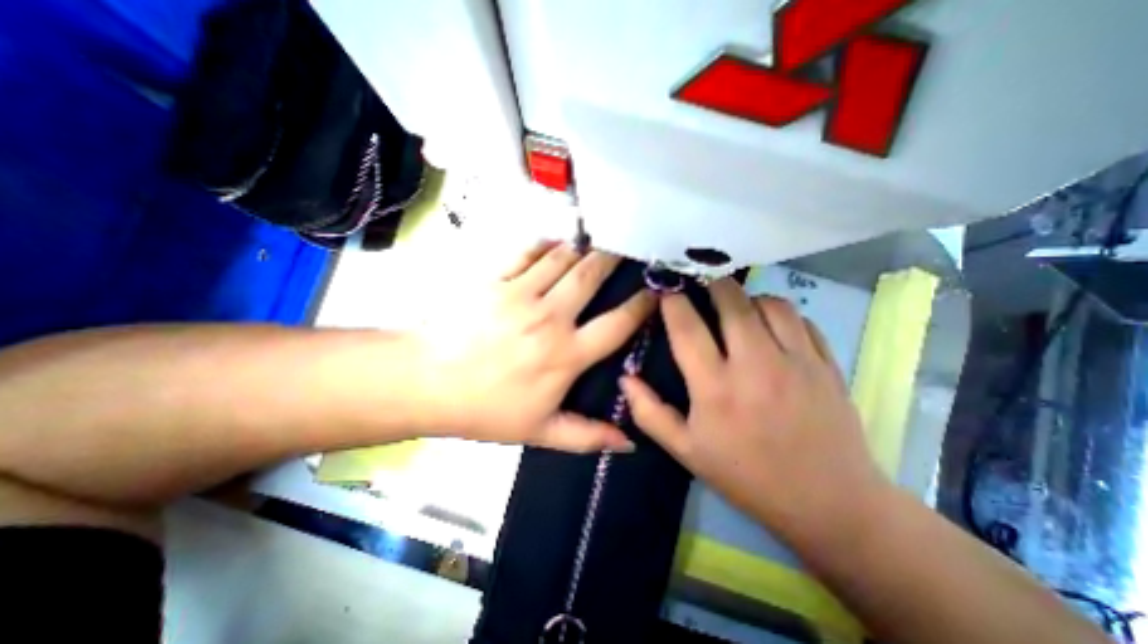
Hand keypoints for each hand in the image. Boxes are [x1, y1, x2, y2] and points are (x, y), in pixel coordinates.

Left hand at [422, 242, 653, 451]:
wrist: (425, 382)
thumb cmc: (484, 409)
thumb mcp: (539, 432)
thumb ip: (587, 436)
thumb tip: (629, 442)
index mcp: (566, 354)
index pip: (617, 323)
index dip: (641, 305)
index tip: (654, 292)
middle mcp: (550, 317)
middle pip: (592, 275)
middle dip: (614, 259)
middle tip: (626, 250)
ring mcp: (521, 292)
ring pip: (563, 257)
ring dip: (583, 248)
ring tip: (595, 244)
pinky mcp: (495, 279)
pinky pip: (528, 251)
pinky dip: (546, 244)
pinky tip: (554, 243)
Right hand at [618, 279, 886, 545]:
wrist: (827, 503)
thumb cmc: (746, 475)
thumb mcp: (686, 450)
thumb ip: (649, 413)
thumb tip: (625, 378)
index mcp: (715, 387)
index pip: (687, 328)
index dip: (673, 302)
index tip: (665, 290)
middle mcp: (755, 365)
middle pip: (731, 301)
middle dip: (711, 285)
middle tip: (701, 286)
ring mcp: (796, 361)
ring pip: (769, 303)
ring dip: (747, 298)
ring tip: (737, 308)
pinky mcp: (826, 364)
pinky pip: (801, 319)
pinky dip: (780, 313)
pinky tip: (771, 326)